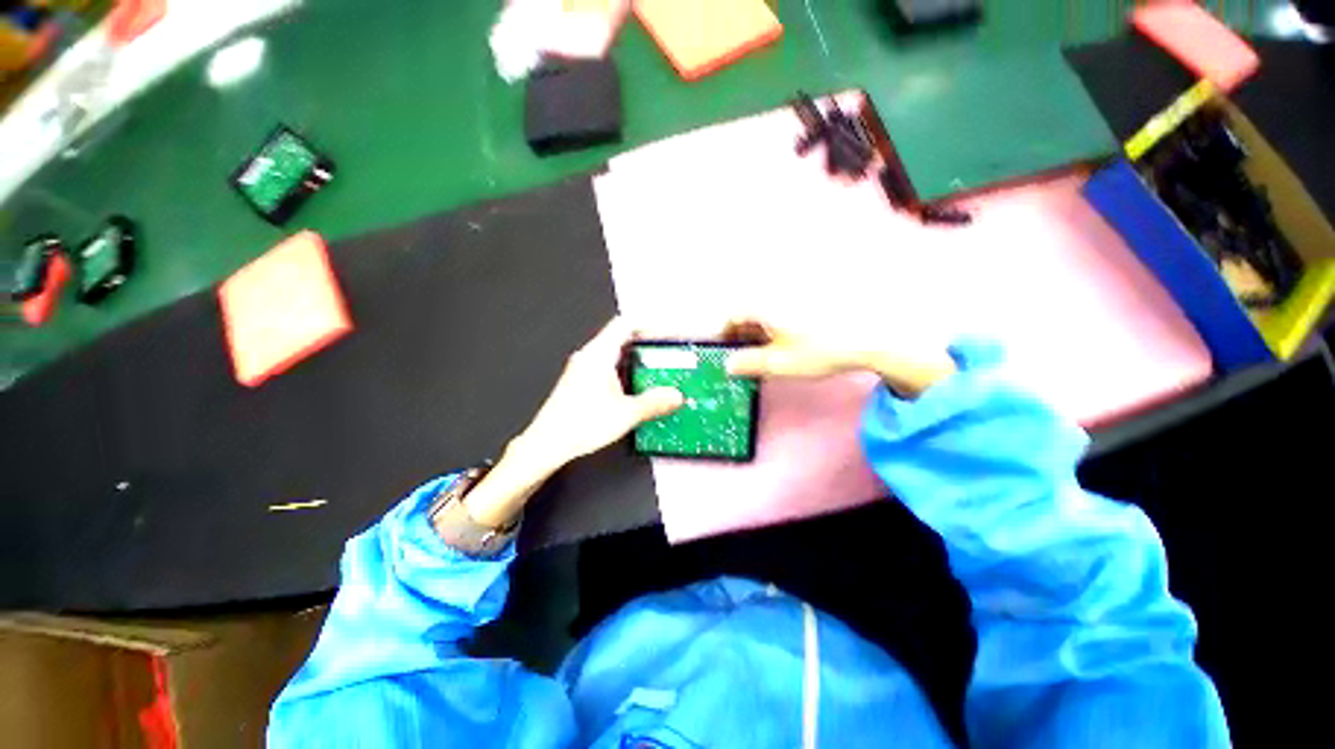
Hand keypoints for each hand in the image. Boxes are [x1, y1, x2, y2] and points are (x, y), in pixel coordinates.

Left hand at [513, 317, 683, 472]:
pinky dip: (625, 369)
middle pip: (621, 335)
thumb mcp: (625, 414)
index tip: (666, 334)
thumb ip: (653, 403)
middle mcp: (589, 356)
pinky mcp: (580, 380)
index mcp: (599, 355)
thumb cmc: (579, 425)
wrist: (547, 443)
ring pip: (614, 351)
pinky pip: (607, 365)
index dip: (650, 325)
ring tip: (656, 369)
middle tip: (666, 352)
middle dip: (647, 342)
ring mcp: (583, 368)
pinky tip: (635, 386)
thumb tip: (675, 396)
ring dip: (636, 357)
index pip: (626, 324)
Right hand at [724, 319, 956, 397]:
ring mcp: (793, 301)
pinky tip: (785, 346)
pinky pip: (781, 316)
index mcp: (764, 307)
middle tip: (743, 358)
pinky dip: (775, 331)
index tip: (724, 351)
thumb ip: (749, 364)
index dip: (724, 335)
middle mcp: (776, 298)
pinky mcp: (808, 306)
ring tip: (764, 355)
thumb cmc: (818, 351)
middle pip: (748, 314)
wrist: (867, 339)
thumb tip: (728, 365)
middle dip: (741, 336)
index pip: (732, 317)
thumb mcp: (779, 363)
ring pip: (764, 315)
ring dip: (758, 335)